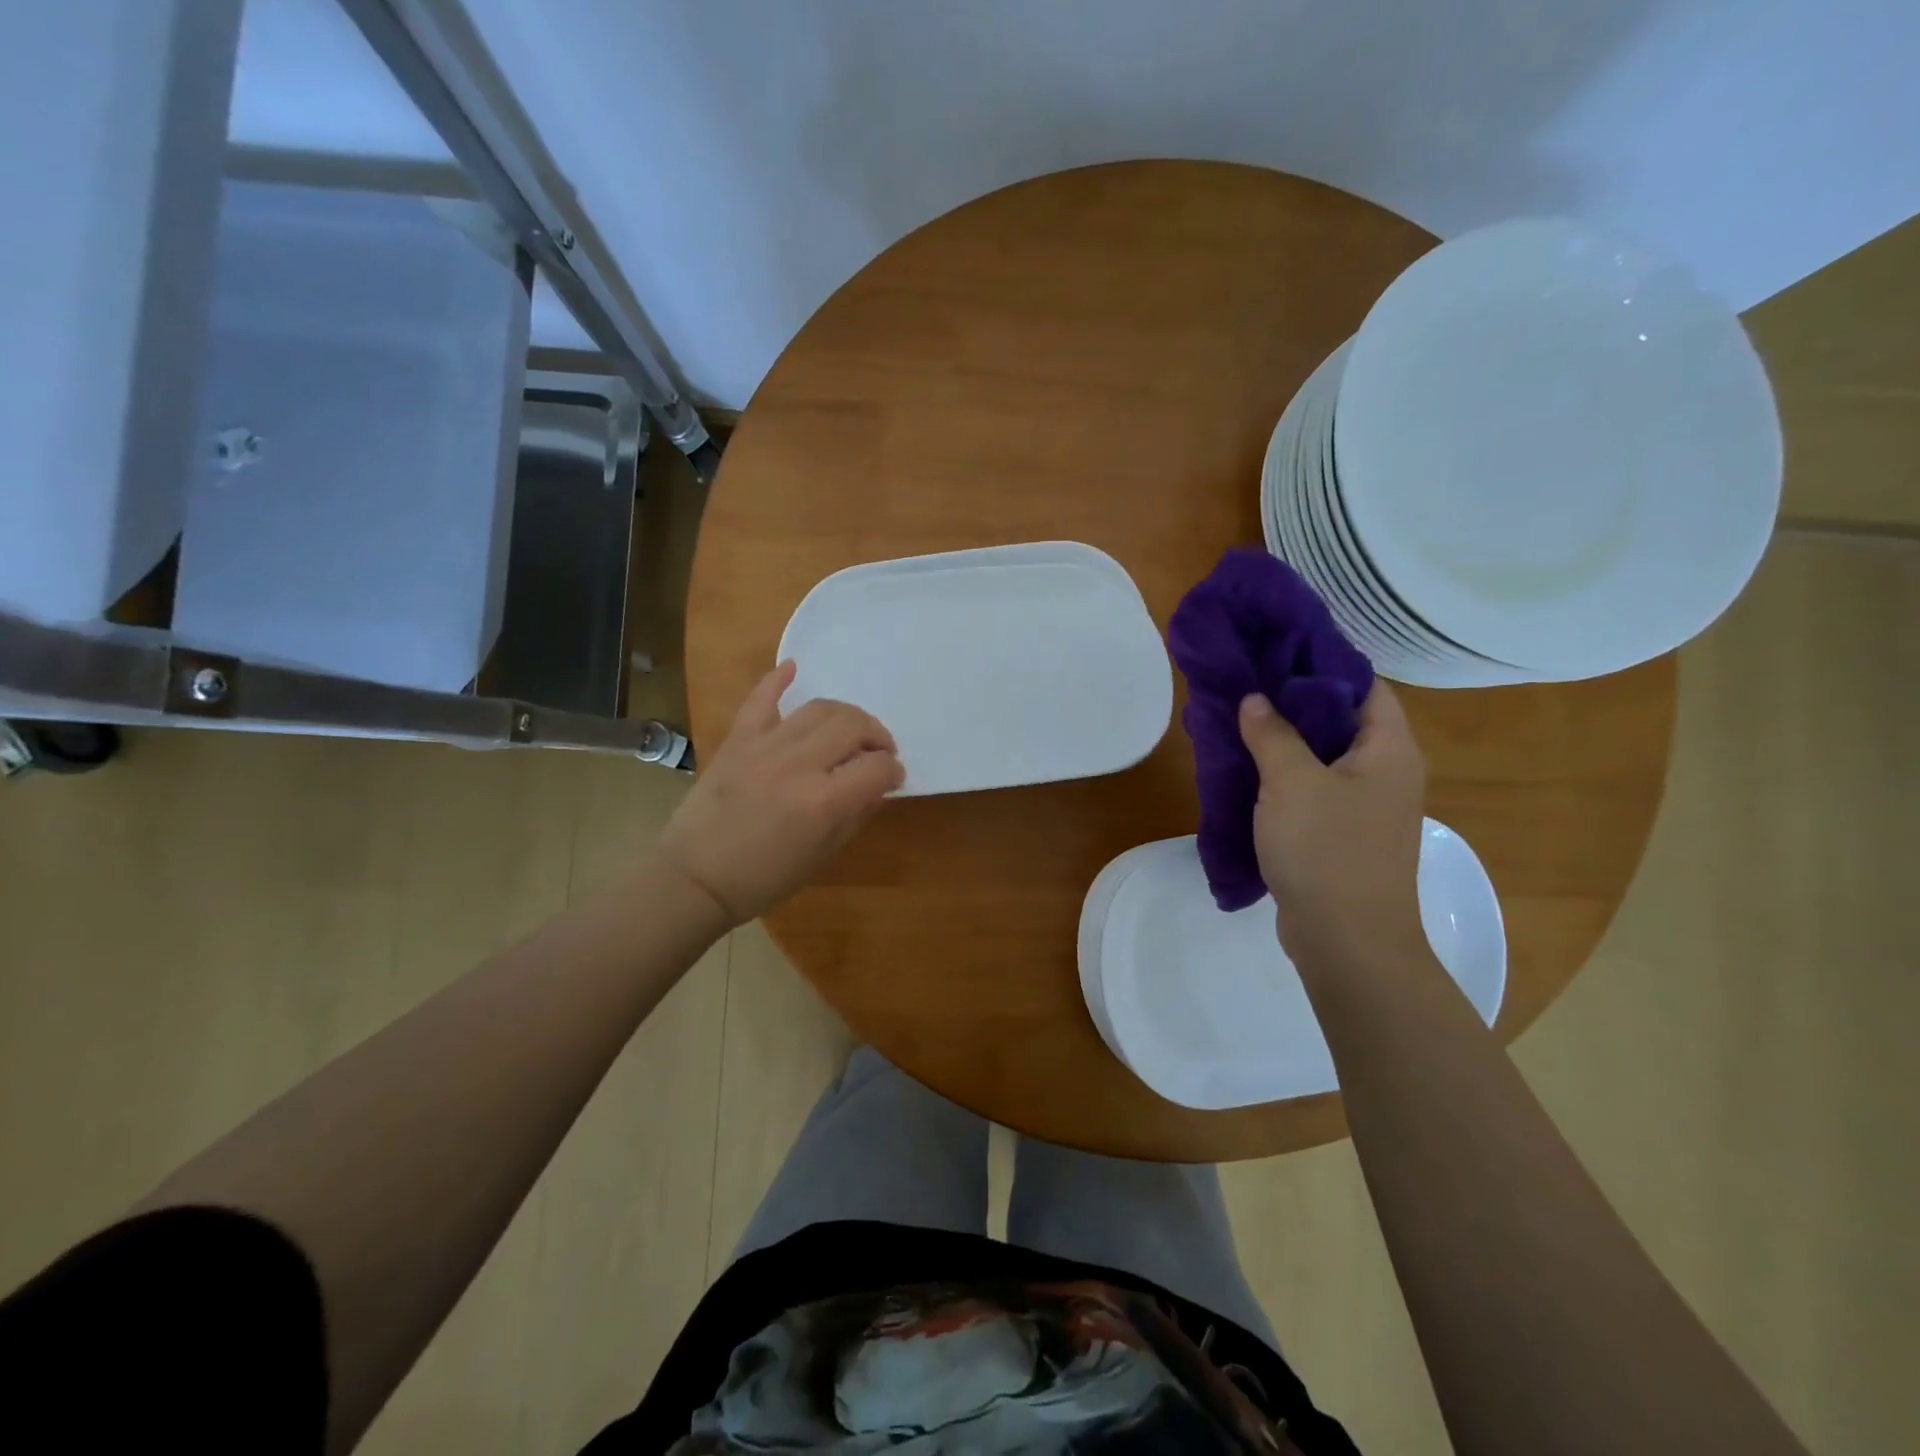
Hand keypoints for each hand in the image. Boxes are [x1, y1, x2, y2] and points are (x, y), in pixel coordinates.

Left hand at [657, 662, 902, 927]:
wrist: (695, 877)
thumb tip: (878, 786)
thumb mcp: (822, 855)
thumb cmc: (764, 878)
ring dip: (845, 714)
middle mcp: (799, 764)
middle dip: (876, 735)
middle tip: (877, 751)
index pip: (877, 767)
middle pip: (853, 725)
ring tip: (850, 730)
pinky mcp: (738, 739)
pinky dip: (777, 679)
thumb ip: (855, 814)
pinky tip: (794, 668)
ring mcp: (766, 746)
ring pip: (819, 708)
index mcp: (824, 801)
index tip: (892, 777)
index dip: (893, 770)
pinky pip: (761, 699)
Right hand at [1237, 681, 1427, 967]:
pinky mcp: (1341, 834)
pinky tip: (1245, 767)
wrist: (1346, 940)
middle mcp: (1385, 772)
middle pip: (1341, 718)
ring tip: (1238, 717)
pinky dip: (1283, 774)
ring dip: (1284, 738)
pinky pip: (1312, 788)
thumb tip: (1255, 698)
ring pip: (1323, 755)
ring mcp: (1365, 806)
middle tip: (1247, 680)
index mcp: (1389, 749)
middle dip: (1294, 698)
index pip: (1363, 684)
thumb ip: (1272, 733)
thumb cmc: (1327, 850)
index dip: (1322, 661)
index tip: (1275, 647)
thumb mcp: (1291, 782)